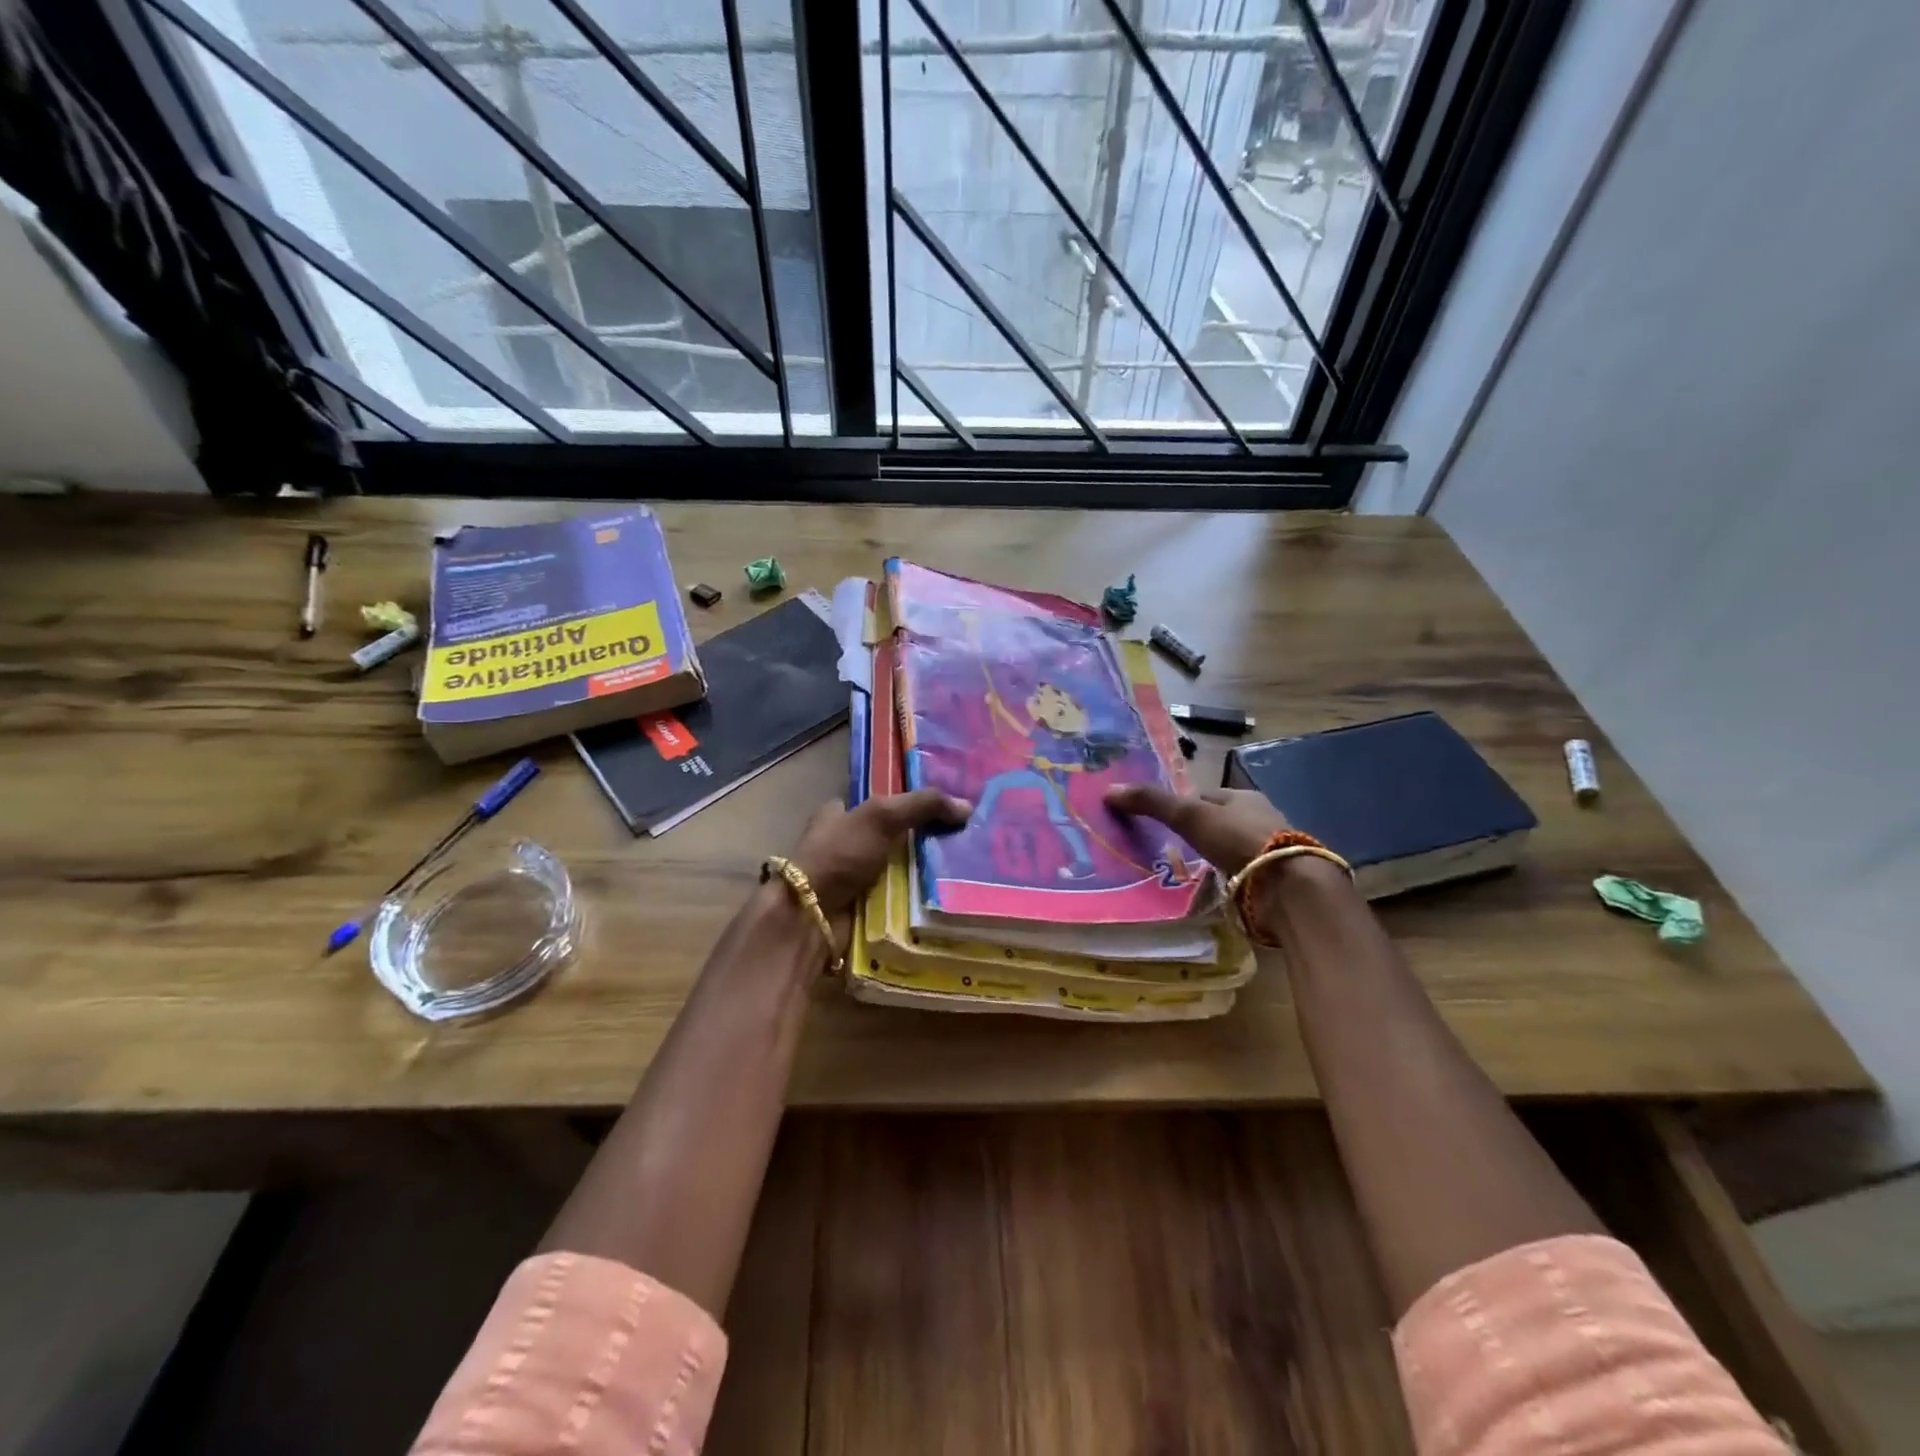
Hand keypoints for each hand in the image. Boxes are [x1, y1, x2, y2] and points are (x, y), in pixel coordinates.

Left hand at [789, 789, 970, 919]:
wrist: (811, 917)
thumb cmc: (839, 855)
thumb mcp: (881, 816)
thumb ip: (922, 805)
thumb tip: (967, 807)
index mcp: (839, 815)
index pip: (879, 801)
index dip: (909, 800)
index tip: (947, 804)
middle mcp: (846, 845)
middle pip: (895, 836)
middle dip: (925, 839)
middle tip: (967, 837)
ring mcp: (856, 879)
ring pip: (901, 870)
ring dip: (927, 872)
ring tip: (970, 867)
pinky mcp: (865, 908)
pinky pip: (901, 899)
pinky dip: (921, 900)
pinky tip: (953, 895)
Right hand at [1103, 783, 1286, 874]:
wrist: (1287, 886)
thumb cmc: (1238, 839)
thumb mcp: (1189, 815)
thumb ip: (1152, 802)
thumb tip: (1109, 789)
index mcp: (1243, 797)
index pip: (1205, 797)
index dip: (1182, 807)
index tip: (1161, 823)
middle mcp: (1260, 819)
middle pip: (1219, 824)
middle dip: (1199, 835)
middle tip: (1170, 851)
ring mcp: (1270, 852)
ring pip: (1231, 851)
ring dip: (1213, 860)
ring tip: (1187, 875)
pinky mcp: (1275, 881)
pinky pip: (1242, 876)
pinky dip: (1227, 881)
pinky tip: (1213, 891)